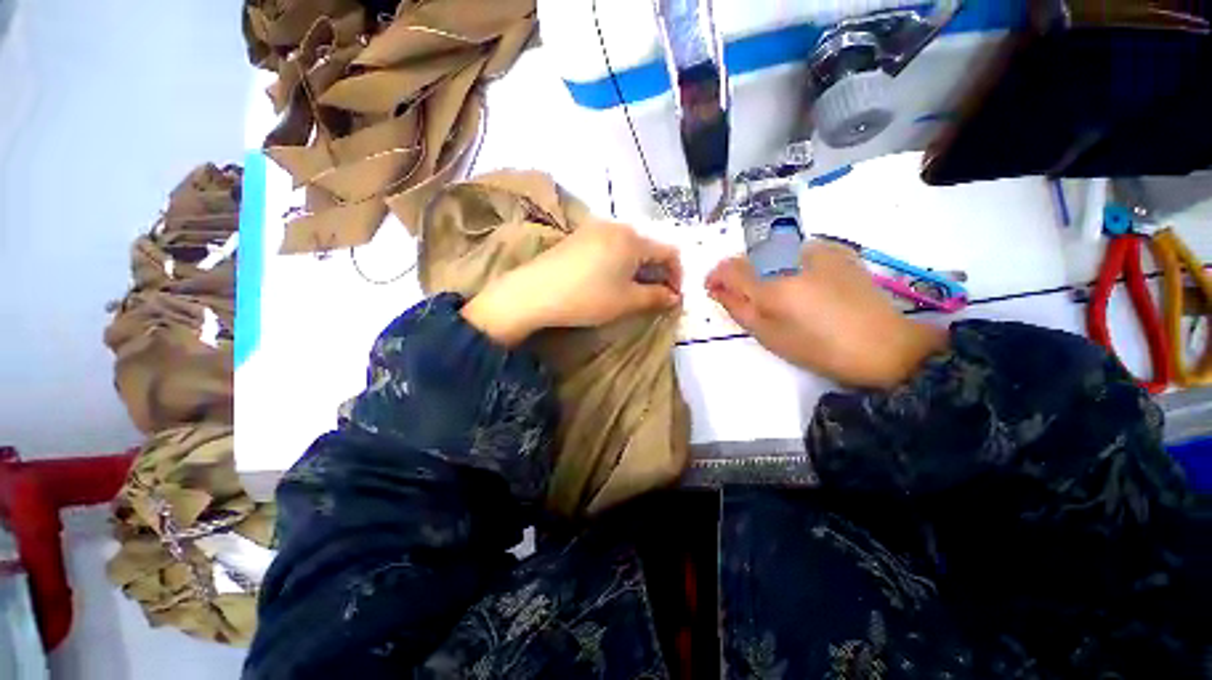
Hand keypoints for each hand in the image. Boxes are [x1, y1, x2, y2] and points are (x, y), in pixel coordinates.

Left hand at [463, 220, 682, 345]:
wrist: (535, 292)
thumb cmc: (588, 297)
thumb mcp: (627, 301)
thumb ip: (656, 297)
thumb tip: (674, 297)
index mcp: (634, 239)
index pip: (669, 253)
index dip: (677, 276)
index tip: (673, 298)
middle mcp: (617, 226)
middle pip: (649, 247)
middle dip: (657, 272)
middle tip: (653, 296)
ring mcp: (595, 228)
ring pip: (629, 246)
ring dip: (638, 267)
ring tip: (631, 290)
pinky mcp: (578, 236)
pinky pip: (610, 246)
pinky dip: (619, 262)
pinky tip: (609, 279)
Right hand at [706, 241, 946, 387]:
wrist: (882, 345)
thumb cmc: (817, 349)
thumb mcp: (768, 335)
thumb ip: (737, 307)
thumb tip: (717, 289)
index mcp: (772, 284)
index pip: (729, 267)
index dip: (715, 276)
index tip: (712, 289)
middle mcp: (791, 257)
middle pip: (749, 255)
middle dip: (737, 272)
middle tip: (740, 294)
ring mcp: (816, 249)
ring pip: (772, 249)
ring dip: (761, 266)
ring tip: (771, 289)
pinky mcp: (836, 249)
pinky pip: (797, 248)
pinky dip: (786, 261)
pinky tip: (798, 280)